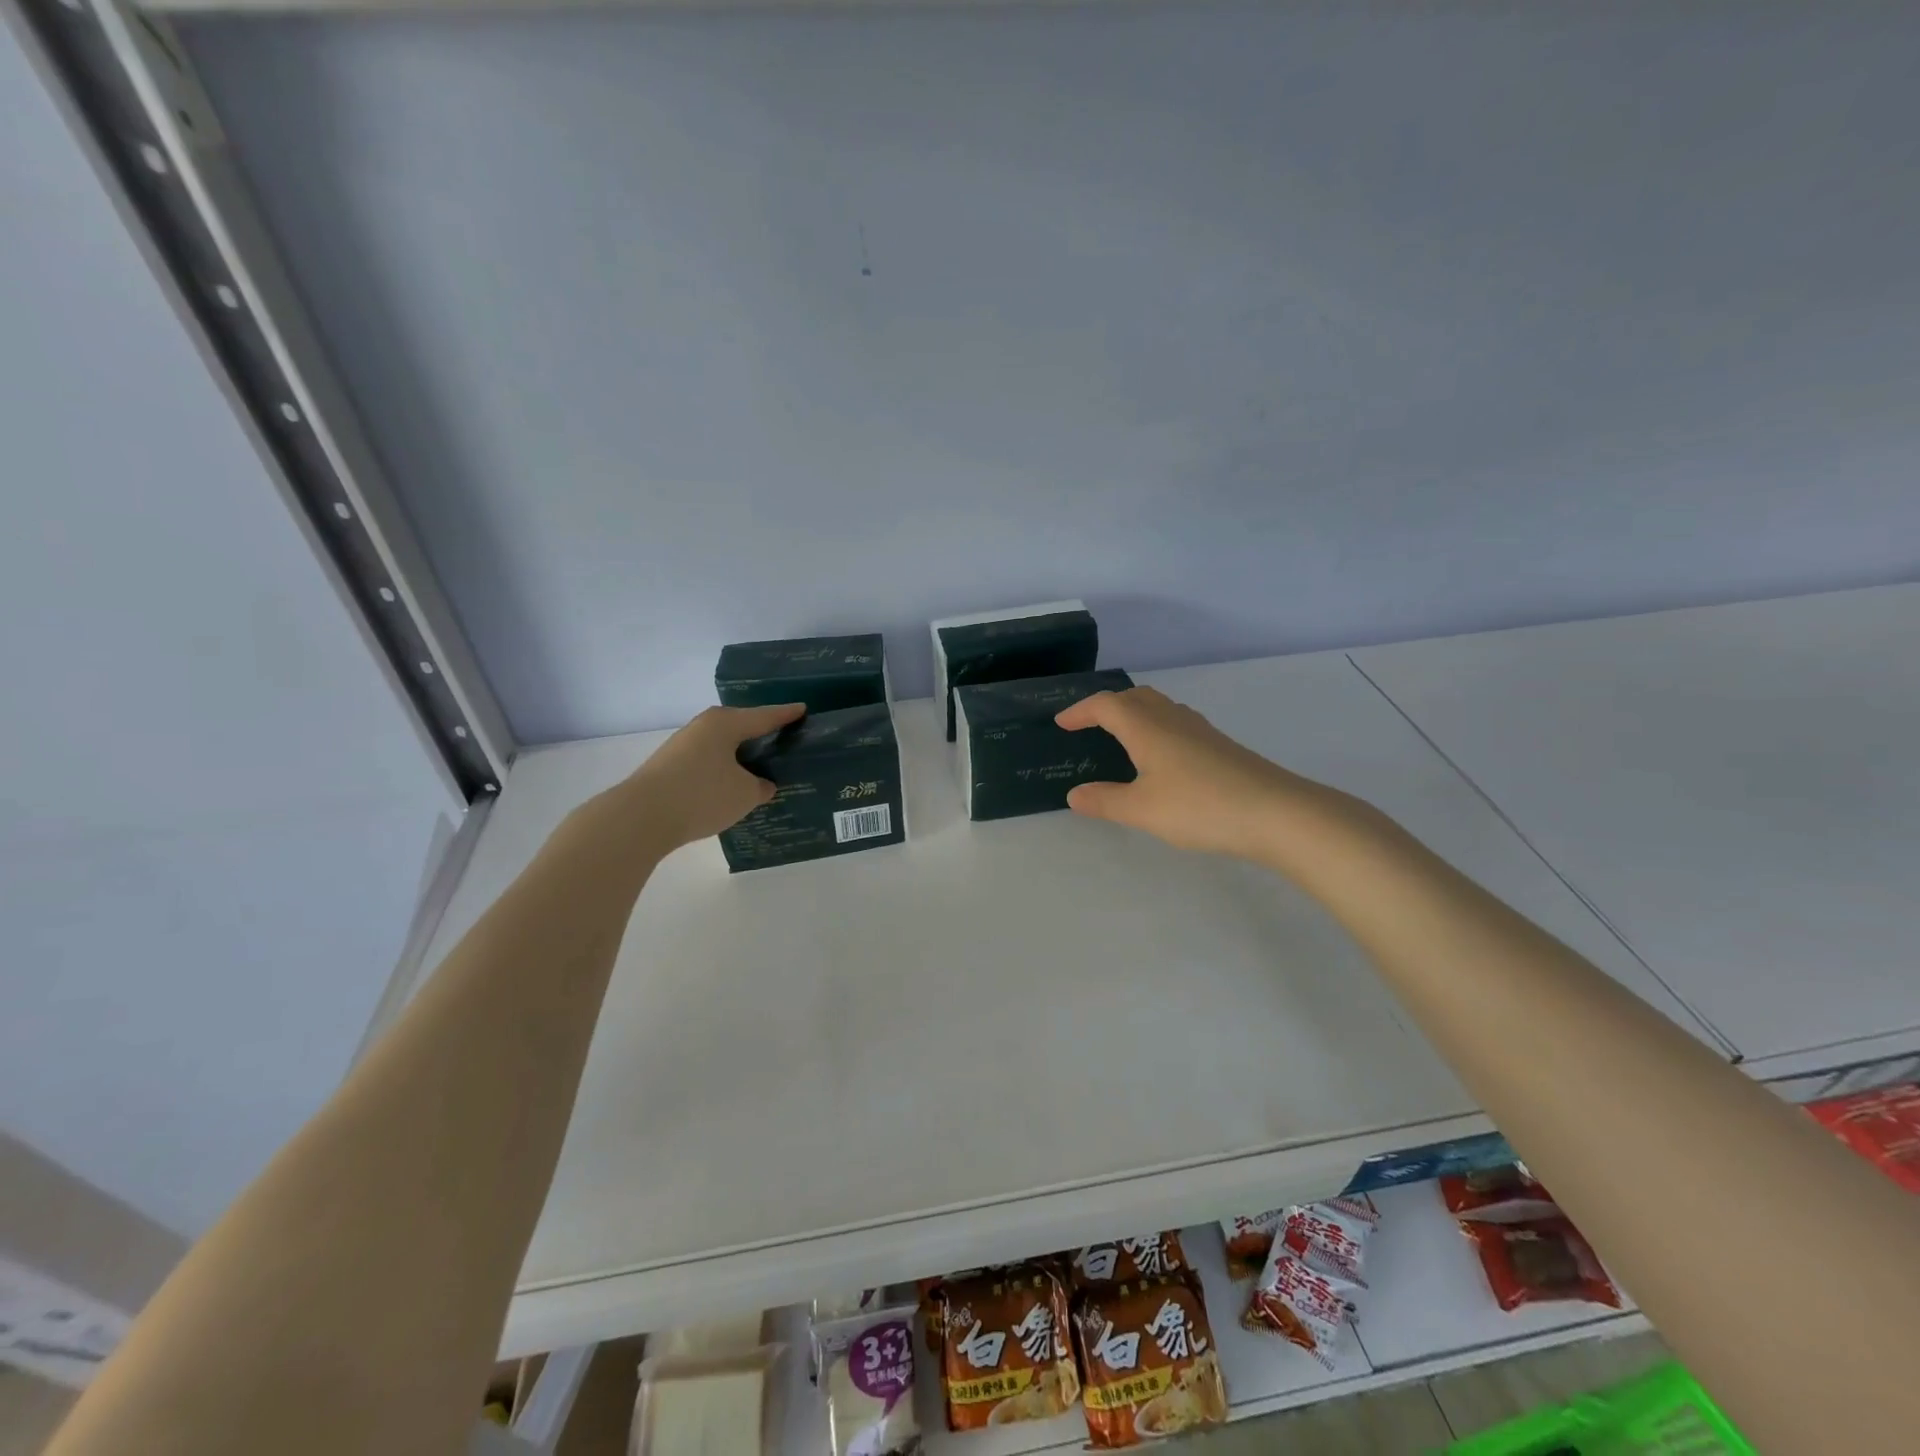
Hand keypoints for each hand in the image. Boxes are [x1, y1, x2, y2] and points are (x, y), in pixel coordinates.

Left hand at [605, 703, 805, 851]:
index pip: (765, 716)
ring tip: (761, 766)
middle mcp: (703, 727)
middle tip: (785, 739)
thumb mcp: (745, 794)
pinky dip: (723, 770)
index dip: (786, 715)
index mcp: (725, 723)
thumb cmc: (702, 795)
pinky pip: (708, 762)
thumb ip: (760, 786)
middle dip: (761, 734)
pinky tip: (732, 784)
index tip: (803, 709)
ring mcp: (683, 746)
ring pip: (722, 746)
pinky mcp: (670, 767)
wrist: (641, 817)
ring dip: (740, 755)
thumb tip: (761, 784)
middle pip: (741, 727)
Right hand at [1055, 686, 1338, 861]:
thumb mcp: (1142, 810)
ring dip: (1135, 714)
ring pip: (1160, 708)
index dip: (1080, 711)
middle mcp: (1173, 720)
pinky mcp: (1221, 747)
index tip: (1061, 723)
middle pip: (1134, 698)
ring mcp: (1201, 731)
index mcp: (1147, 728)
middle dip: (1107, 706)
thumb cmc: (1200, 806)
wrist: (1277, 813)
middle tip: (1089, 725)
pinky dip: (1157, 728)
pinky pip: (1177, 723)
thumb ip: (1105, 801)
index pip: (1106, 706)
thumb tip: (1074, 794)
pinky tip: (1163, 758)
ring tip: (1121, 737)